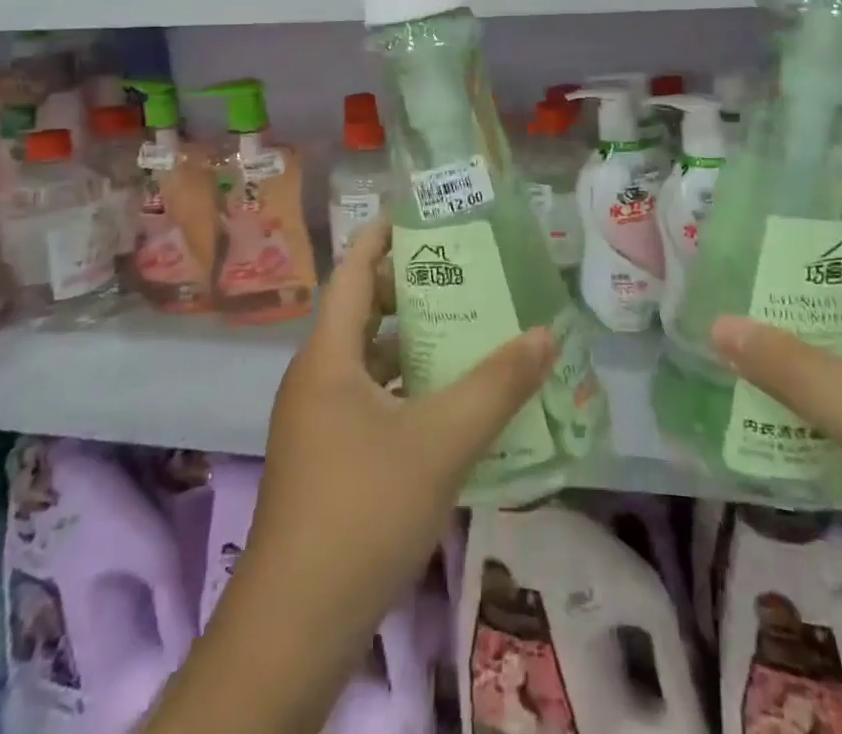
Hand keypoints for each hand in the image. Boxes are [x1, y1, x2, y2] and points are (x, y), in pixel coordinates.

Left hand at [153, 223, 556, 733]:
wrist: (296, 627)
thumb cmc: (362, 511)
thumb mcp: (440, 441)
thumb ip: (496, 386)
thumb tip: (545, 334)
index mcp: (328, 357)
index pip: (353, 272)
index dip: (382, 236)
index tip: (424, 215)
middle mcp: (316, 379)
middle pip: (364, 313)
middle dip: (412, 289)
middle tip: (466, 273)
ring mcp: (318, 423)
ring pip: (369, 361)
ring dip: (414, 344)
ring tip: (469, 330)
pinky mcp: (327, 461)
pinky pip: (371, 400)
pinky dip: (407, 388)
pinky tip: (450, 404)